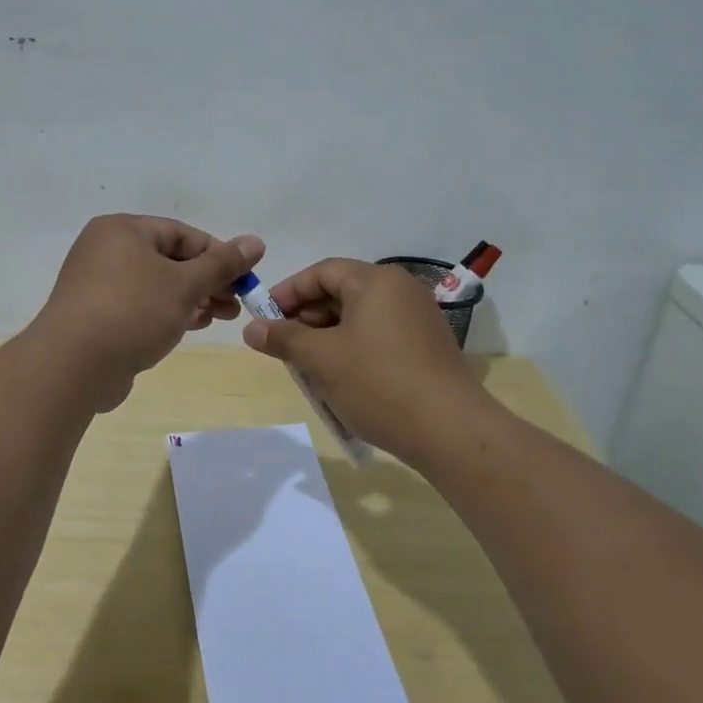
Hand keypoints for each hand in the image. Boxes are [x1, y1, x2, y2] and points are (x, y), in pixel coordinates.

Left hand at [29, 215, 263, 409]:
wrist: (73, 366)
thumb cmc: (133, 312)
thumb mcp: (185, 285)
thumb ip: (222, 264)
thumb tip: (256, 242)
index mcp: (123, 230)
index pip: (182, 234)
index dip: (218, 254)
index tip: (243, 279)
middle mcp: (106, 251)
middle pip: (169, 260)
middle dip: (207, 282)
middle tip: (235, 305)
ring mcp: (98, 286)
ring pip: (156, 286)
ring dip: (191, 300)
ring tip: (220, 318)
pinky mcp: (96, 317)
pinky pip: (140, 307)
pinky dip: (167, 314)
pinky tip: (190, 327)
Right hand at [241, 258, 489, 462]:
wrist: (450, 430)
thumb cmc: (378, 383)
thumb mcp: (322, 359)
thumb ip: (284, 338)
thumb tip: (251, 328)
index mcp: (376, 281)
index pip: (322, 272)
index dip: (288, 292)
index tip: (264, 317)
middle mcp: (401, 290)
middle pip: (342, 291)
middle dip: (307, 317)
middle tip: (284, 346)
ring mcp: (419, 318)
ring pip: (360, 316)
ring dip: (329, 336)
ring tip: (309, 367)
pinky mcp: (427, 346)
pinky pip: (380, 335)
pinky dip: (354, 348)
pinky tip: (341, 378)